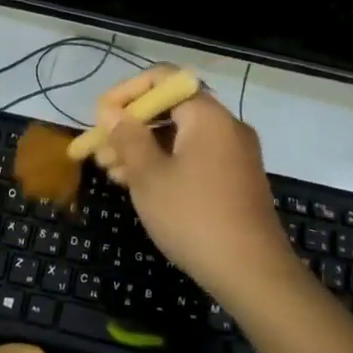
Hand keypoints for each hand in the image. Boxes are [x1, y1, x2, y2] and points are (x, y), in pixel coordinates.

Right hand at [95, 70, 302, 309]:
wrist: (252, 272)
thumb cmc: (194, 217)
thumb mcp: (149, 176)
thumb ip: (127, 138)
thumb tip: (111, 111)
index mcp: (207, 115)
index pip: (164, 79)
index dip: (127, 92)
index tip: (101, 117)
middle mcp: (226, 125)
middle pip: (171, 108)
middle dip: (131, 126)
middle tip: (100, 151)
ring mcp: (235, 153)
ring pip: (181, 136)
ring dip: (145, 148)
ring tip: (112, 173)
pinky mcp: (237, 178)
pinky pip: (195, 156)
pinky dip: (167, 162)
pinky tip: (141, 185)